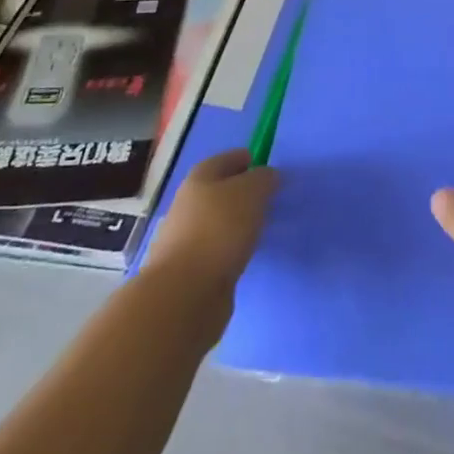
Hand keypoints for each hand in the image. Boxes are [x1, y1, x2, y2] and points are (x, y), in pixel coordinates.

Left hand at [146, 150, 279, 330]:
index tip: (269, 169)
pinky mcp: (189, 271)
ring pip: (218, 221)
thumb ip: (264, 179)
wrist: (184, 295)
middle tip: (269, 199)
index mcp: (200, 178)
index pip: (226, 159)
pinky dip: (231, 248)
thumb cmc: (219, 230)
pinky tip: (246, 254)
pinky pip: (217, 249)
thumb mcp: (252, 192)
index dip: (247, 160)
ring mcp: (185, 239)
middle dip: (242, 193)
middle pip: (219, 191)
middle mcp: (188, 204)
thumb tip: (267, 177)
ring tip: (261, 228)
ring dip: (237, 223)